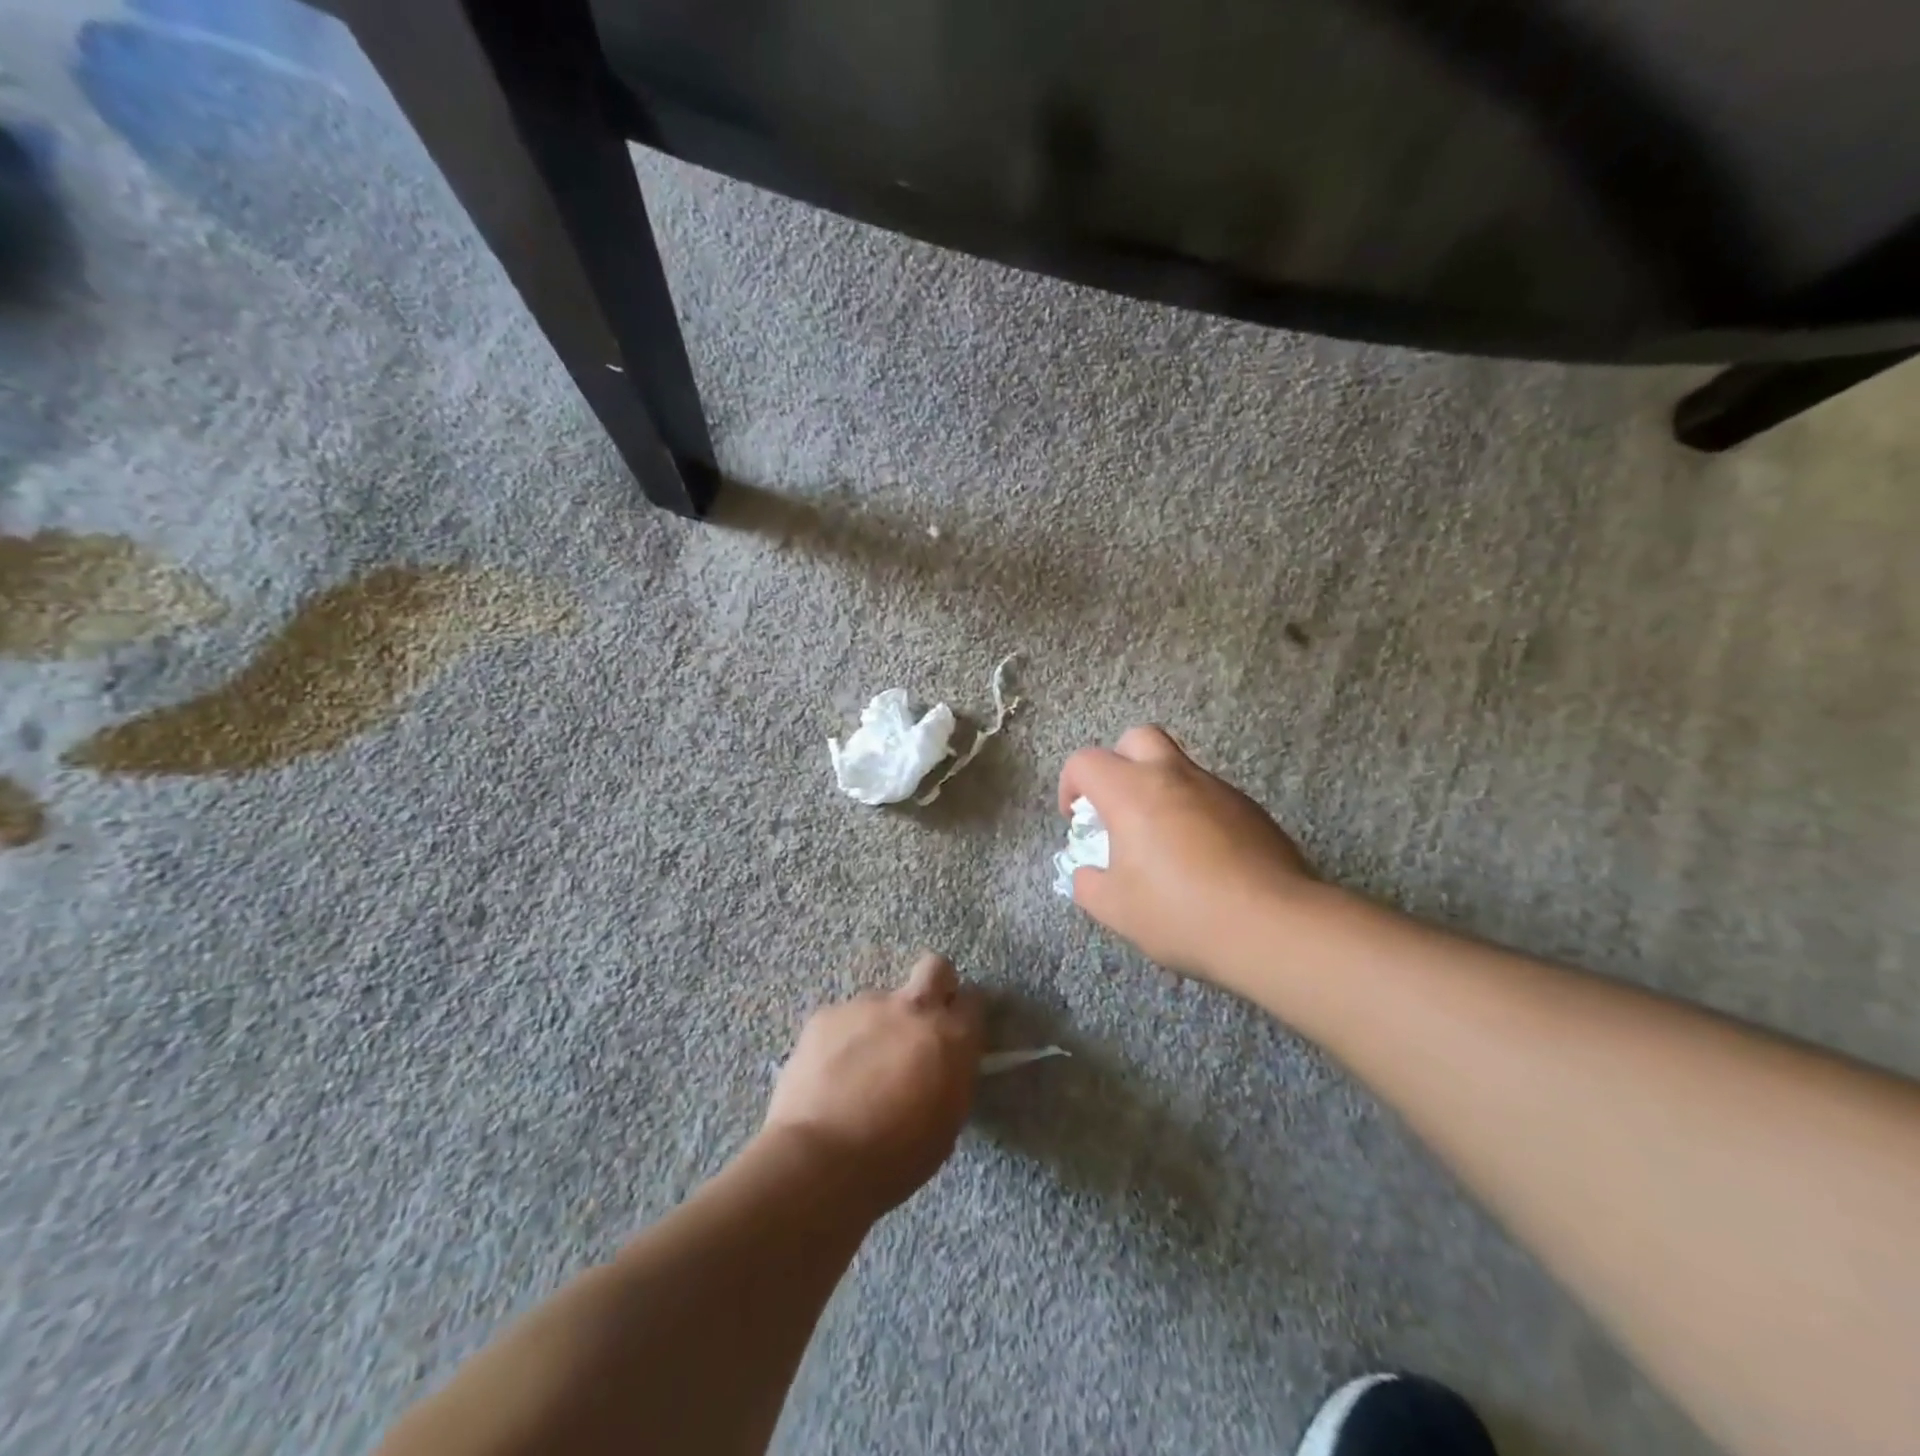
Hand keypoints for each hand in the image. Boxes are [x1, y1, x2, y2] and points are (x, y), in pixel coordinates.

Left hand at [763, 954, 984, 1215]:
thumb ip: (951, 1076)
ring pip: (882, 1002)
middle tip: (921, 1022)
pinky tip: (830, 1074)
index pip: (974, 1000)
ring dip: (879, 1024)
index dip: (965, 1015)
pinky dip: (842, 1040)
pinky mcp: (827, 1015)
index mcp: (952, 1037)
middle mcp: (914, 1008)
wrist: (821, 1160)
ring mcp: (867, 1005)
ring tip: (860, 1069)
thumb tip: (944, 1062)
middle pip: (935, 967)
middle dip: (934, 984)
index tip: (957, 1033)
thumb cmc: (896, 1158)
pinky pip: (843, 1019)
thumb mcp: (946, 1123)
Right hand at [1058, 726, 1317, 987]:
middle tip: (1118, 807)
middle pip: (1138, 738)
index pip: (1086, 762)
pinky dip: (1193, 812)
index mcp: (1132, 792)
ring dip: (1159, 789)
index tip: (1077, 821)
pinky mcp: (1250, 810)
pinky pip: (1209, 795)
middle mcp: (1174, 776)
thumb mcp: (1116, 909)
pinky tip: (1201, 859)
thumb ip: (1089, 885)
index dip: (1071, 785)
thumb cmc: (1181, 912)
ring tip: (1161, 842)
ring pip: (1178, 766)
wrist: (1274, 925)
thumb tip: (1088, 874)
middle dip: (1118, 763)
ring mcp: (1217, 789)